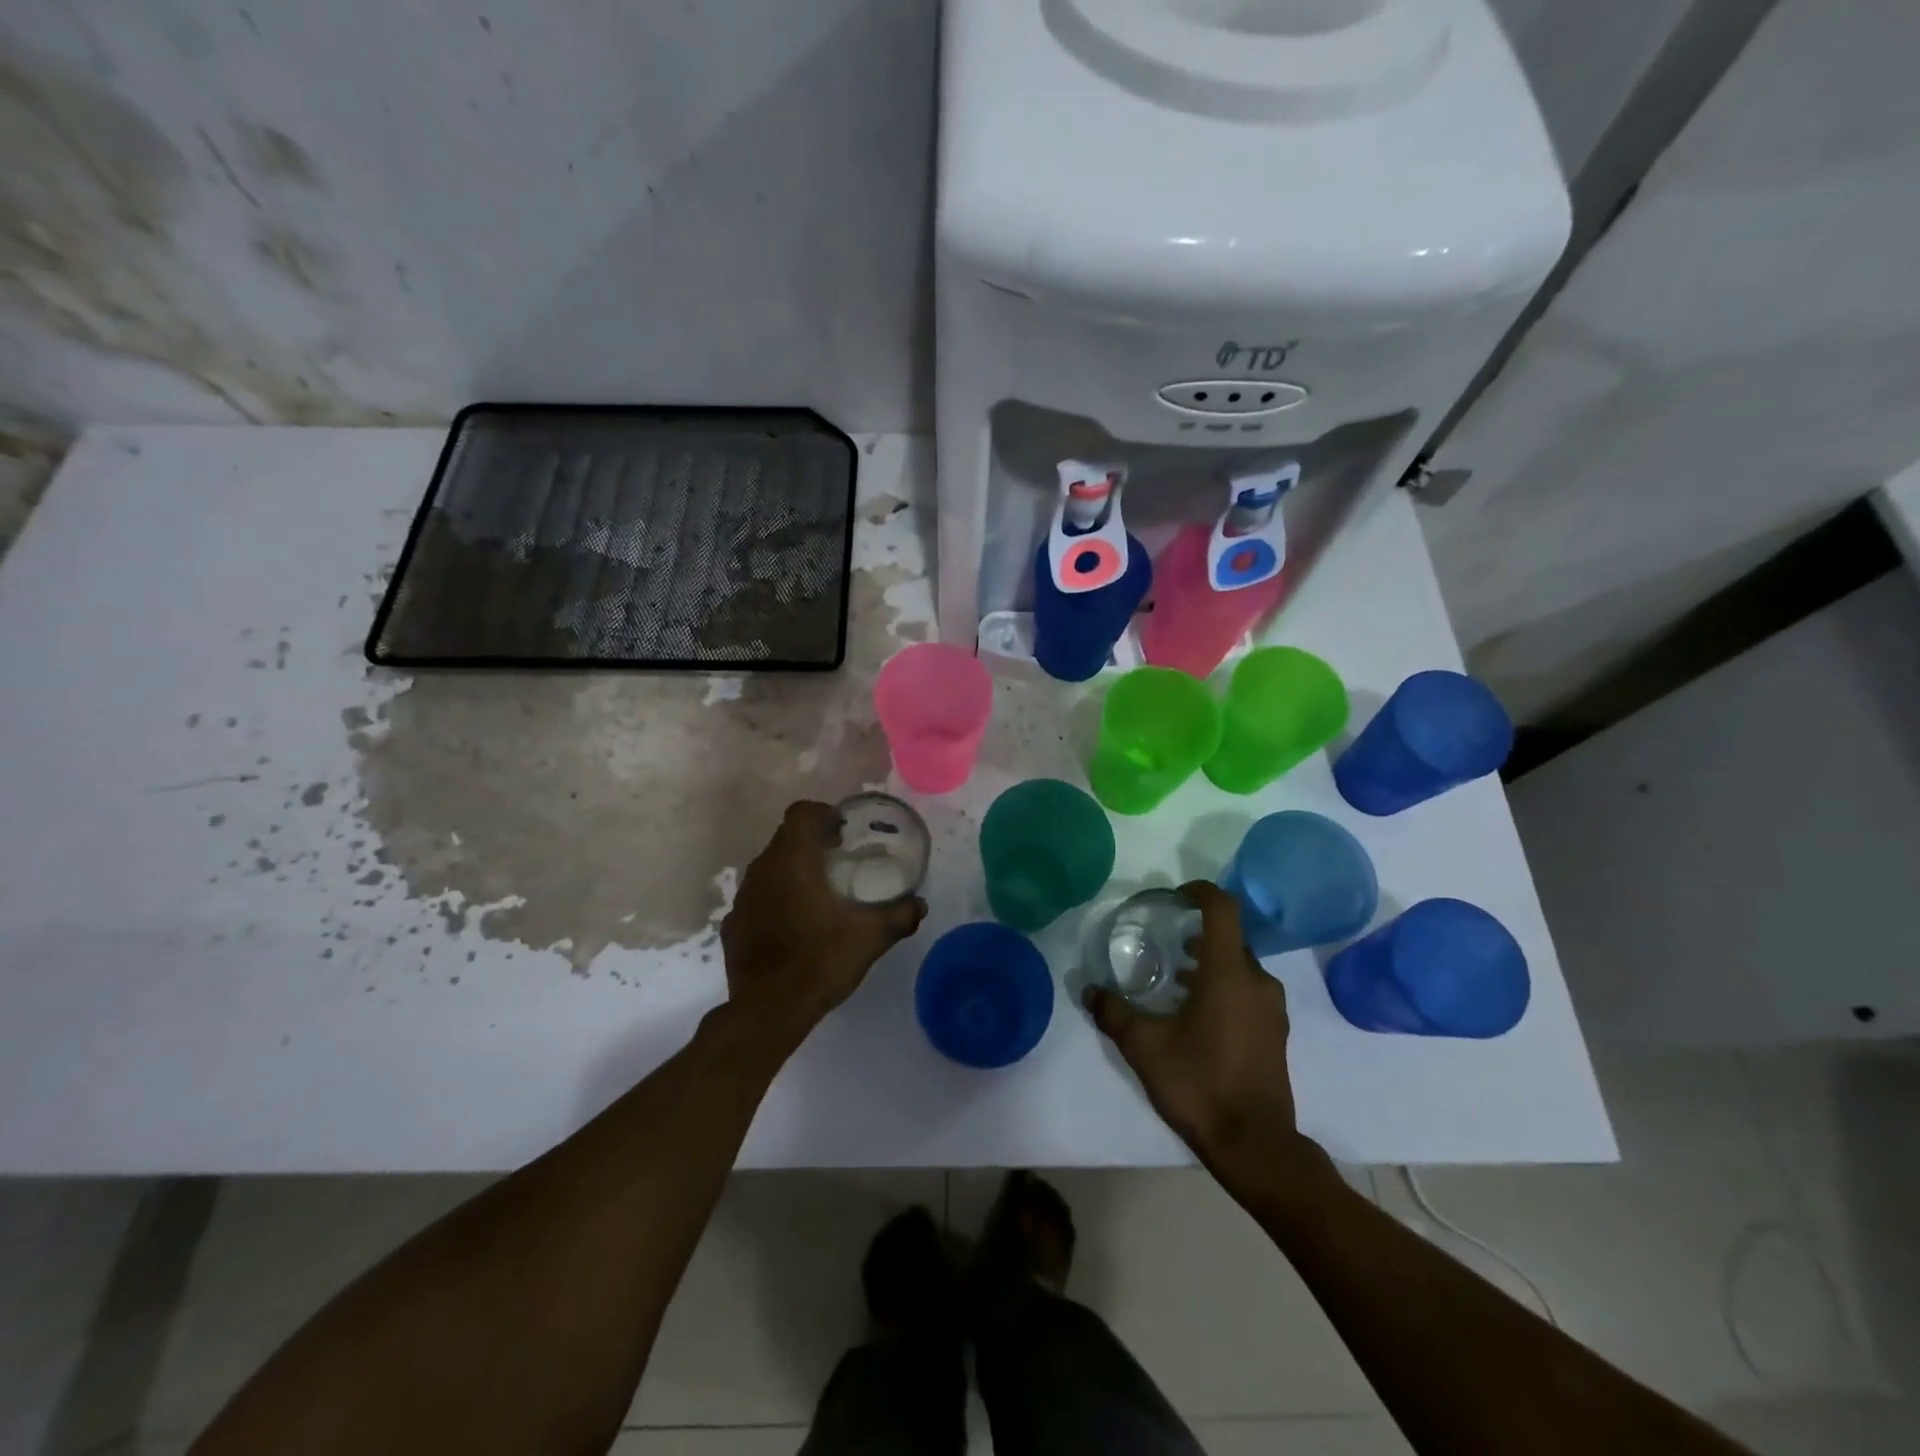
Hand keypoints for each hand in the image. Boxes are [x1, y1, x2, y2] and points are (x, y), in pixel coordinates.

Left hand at [721, 801, 926, 1041]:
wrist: (768, 1010)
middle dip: (811, 842)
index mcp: (793, 861)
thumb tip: (920, 905)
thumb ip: (898, 916)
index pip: (801, 813)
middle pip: (785, 838)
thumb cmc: (820, 961)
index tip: (842, 833)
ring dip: (791, 870)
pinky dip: (774, 900)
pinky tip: (793, 926)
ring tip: (817, 893)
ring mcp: (743, 898)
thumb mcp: (869, 938)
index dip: (822, 814)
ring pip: (768, 867)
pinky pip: (757, 898)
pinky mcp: (733, 924)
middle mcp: (762, 870)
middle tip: (838, 860)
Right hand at [1085, 881, 1310, 1172]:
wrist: (1255, 1145)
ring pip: (1240, 966)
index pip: (1222, 910)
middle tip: (1165, 940)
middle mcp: (1257, 982)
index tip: (1175, 896)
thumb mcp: (1144, 1047)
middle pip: (1230, 937)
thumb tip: (1089, 990)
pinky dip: (1223, 985)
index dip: (1200, 892)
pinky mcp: (1275, 1033)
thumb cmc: (1199, 1084)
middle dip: (1198, 932)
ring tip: (1176, 976)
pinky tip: (1196, 1011)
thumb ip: (1114, 1013)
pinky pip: (1248, 990)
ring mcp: (1271, 1009)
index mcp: (1228, 973)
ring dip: (1210, 961)